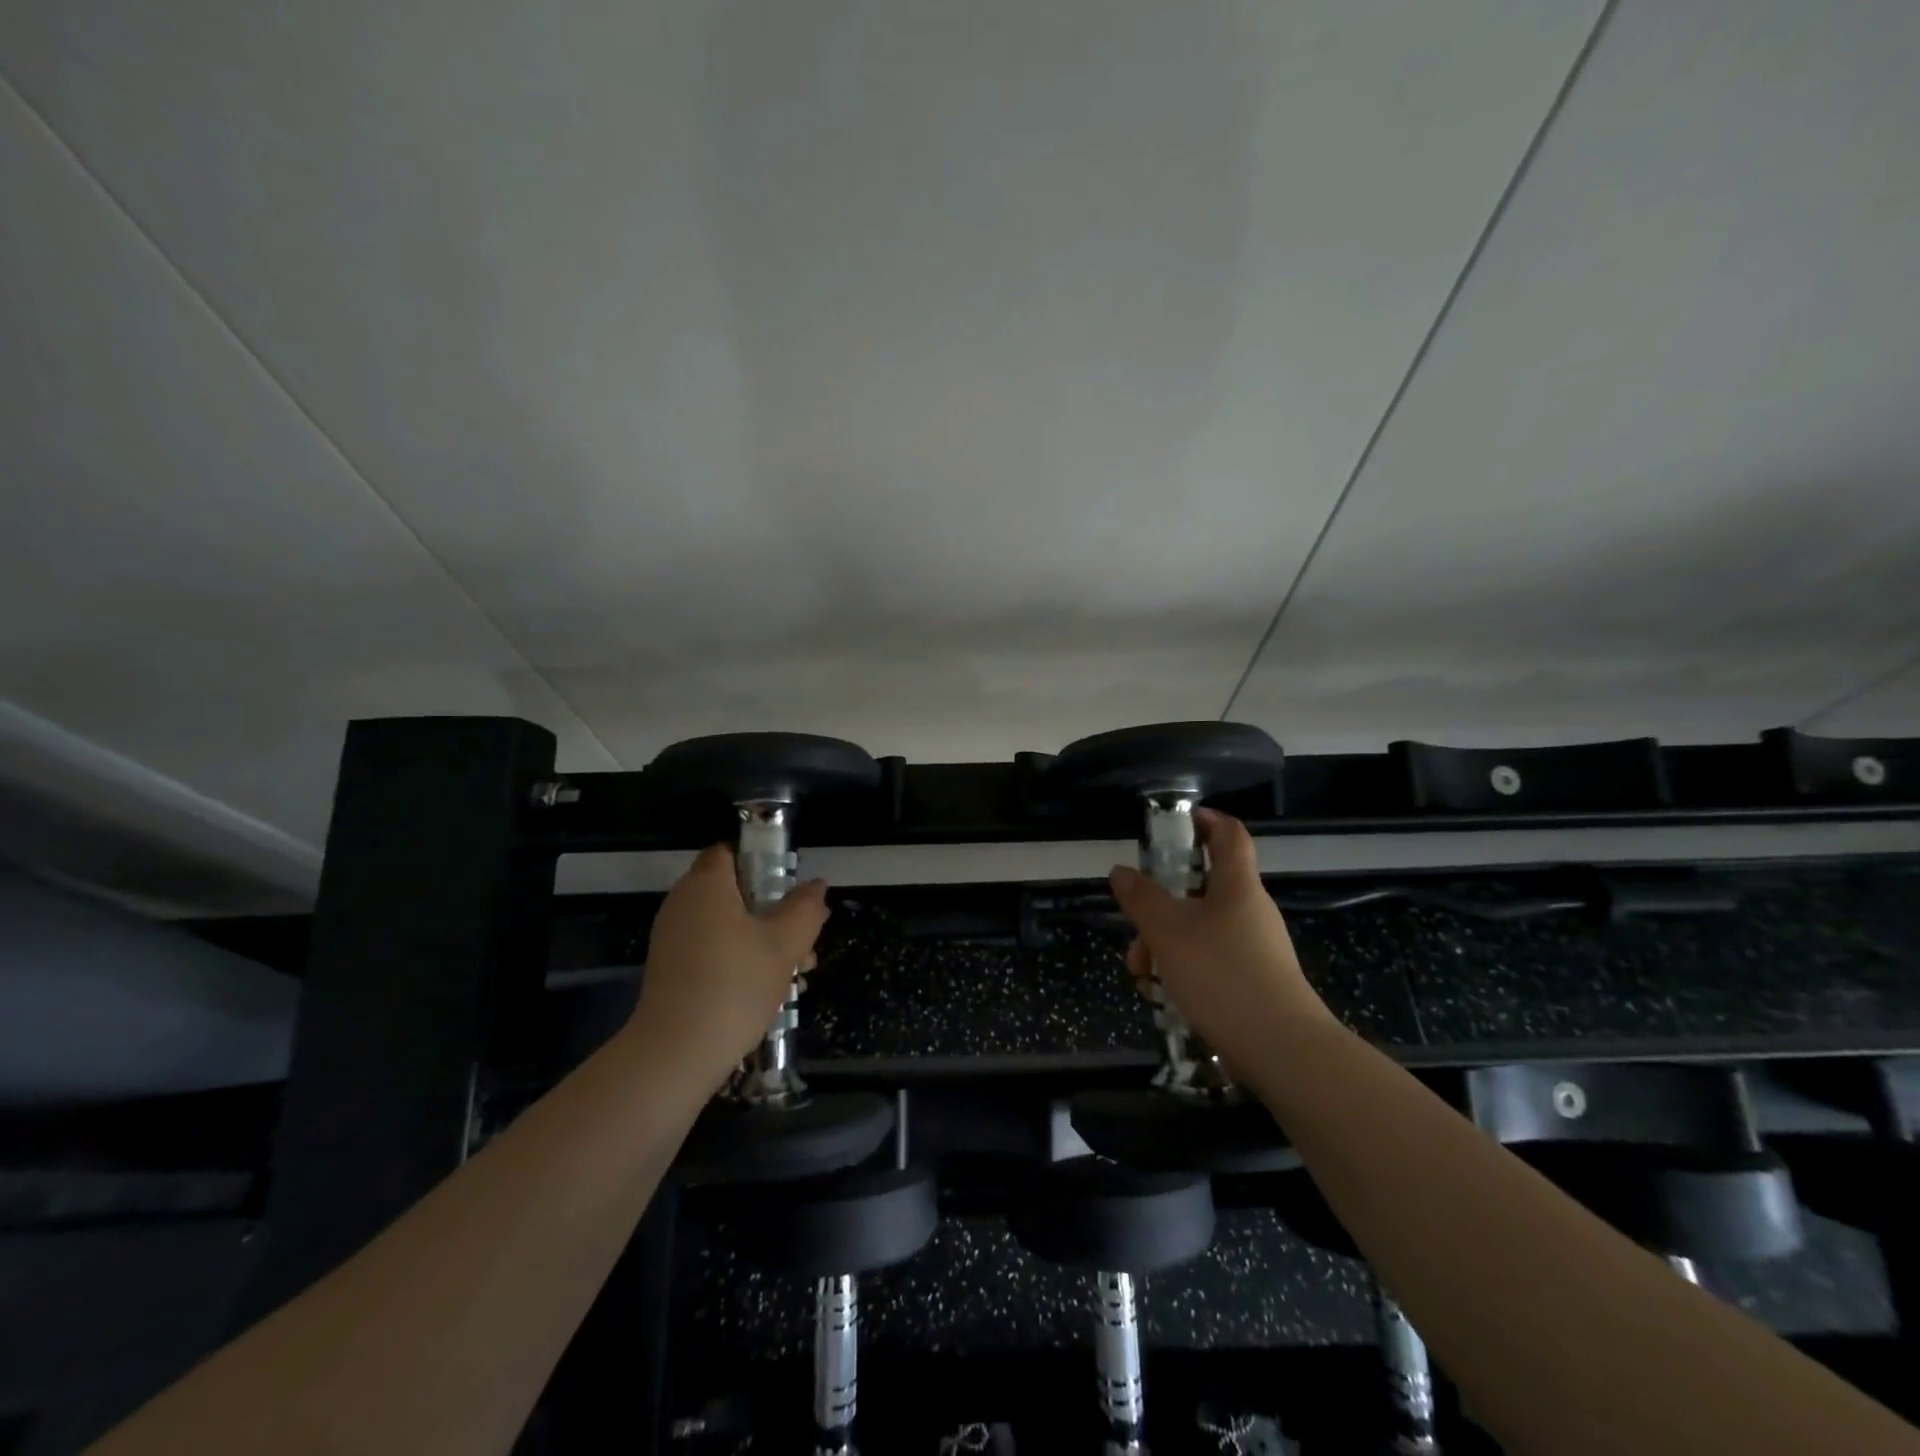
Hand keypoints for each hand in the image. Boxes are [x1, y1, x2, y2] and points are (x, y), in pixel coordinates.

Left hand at [624, 845, 830, 1093]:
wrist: (675, 1055)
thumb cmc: (735, 985)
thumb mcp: (785, 943)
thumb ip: (805, 909)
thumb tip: (816, 886)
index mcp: (705, 886)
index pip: (730, 852)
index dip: (763, 861)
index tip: (791, 887)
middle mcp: (683, 905)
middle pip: (736, 892)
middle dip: (776, 912)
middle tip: (806, 938)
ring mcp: (674, 941)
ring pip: (730, 926)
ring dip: (766, 941)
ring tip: (799, 972)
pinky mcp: (673, 973)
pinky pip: (715, 951)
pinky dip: (742, 961)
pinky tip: (772, 992)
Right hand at [1108, 809, 1336, 1080]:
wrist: (1283, 1050)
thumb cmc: (1223, 975)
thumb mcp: (1168, 932)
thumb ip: (1141, 898)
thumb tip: (1121, 871)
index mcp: (1237, 885)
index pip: (1228, 833)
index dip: (1203, 820)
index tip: (1173, 824)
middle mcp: (1249, 910)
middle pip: (1202, 887)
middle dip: (1161, 903)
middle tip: (1135, 923)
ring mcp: (1254, 947)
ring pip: (1200, 928)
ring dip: (1164, 942)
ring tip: (1141, 973)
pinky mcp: (1253, 980)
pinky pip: (1210, 959)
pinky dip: (1183, 967)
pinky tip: (1163, 995)